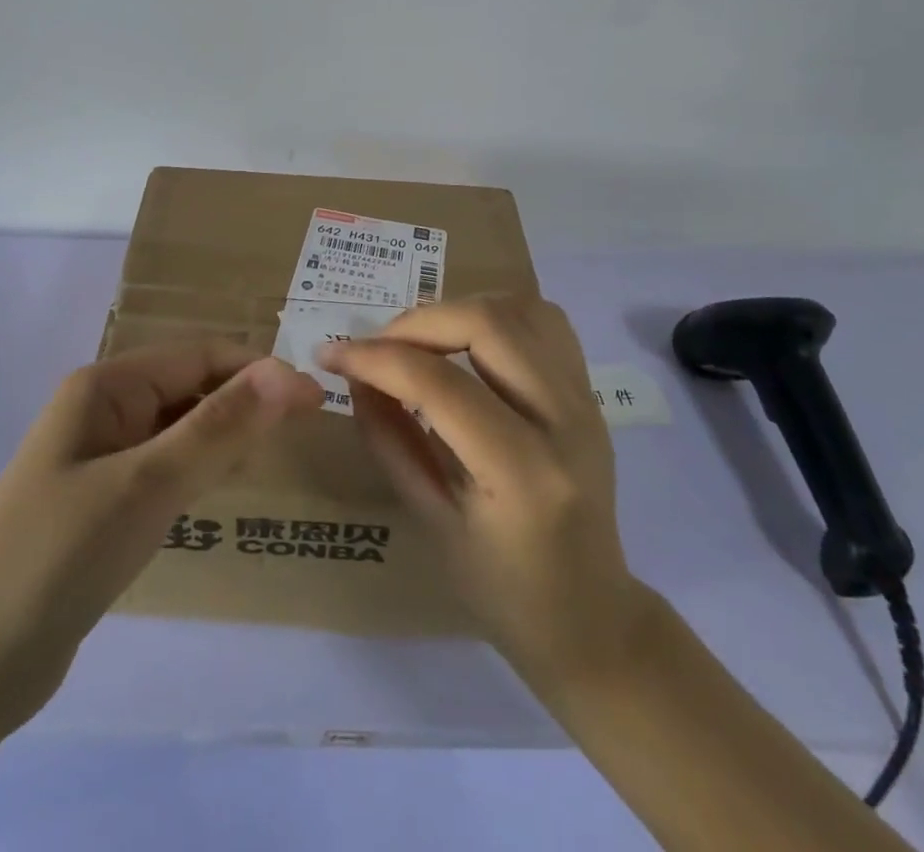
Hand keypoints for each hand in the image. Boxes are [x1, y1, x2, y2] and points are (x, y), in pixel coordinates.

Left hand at [0, 341, 322, 733]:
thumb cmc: (57, 558)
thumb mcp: (146, 485)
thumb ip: (219, 426)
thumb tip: (288, 372)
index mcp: (106, 386)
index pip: (199, 355)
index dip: (259, 371)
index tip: (315, 402)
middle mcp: (102, 410)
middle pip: (189, 387)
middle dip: (244, 402)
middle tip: (304, 432)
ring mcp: (98, 458)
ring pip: (178, 428)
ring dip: (224, 435)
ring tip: (273, 456)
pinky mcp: (100, 503)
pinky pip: (162, 468)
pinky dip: (197, 470)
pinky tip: (221, 489)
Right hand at [321, 298, 654, 698]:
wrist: (591, 617)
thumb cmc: (502, 588)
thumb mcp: (430, 522)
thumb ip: (389, 440)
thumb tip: (356, 376)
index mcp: (523, 474)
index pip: (440, 385)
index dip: (377, 358)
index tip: (332, 354)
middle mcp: (565, 422)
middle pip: (488, 324)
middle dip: (417, 322)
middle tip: (377, 345)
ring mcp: (585, 400)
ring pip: (519, 308)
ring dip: (458, 310)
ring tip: (420, 340)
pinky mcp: (589, 391)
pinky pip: (543, 320)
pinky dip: (496, 314)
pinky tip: (466, 340)